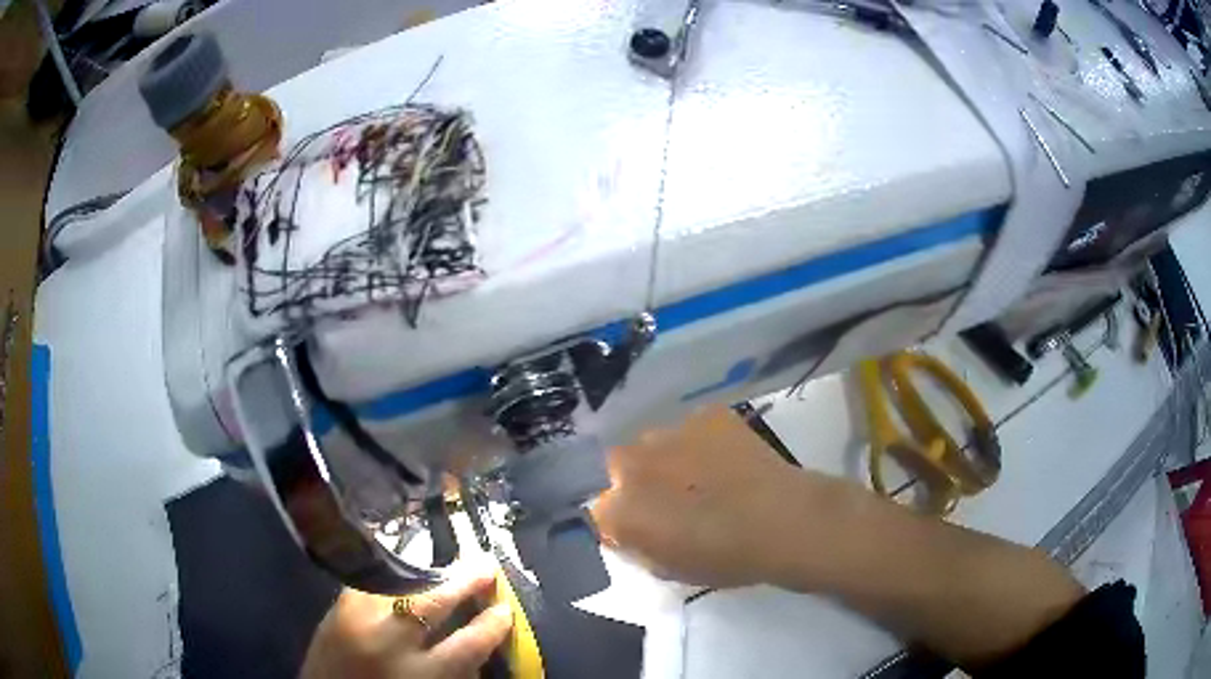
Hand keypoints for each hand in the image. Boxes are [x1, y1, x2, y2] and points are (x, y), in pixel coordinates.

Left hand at [299, 560, 512, 678]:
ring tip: (450, 562)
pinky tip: (406, 566)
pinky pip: (372, 582)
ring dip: (429, 571)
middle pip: (434, 603)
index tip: (505, 609)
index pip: (469, 644)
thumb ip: (453, 671)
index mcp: (421, 676)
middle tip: (486, 564)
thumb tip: (475, 638)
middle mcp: (390, 643)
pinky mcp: (337, 607)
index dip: (492, 625)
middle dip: (464, 581)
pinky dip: (394, 575)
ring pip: (400, 584)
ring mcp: (359, 619)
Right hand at [592, 405, 807, 588]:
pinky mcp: (706, 415)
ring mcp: (670, 432)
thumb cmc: (723, 558)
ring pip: (655, 444)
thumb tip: (621, 527)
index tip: (635, 524)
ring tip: (703, 477)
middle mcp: (632, 463)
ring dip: (667, 460)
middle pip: (619, 467)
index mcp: (617, 507)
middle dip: (636, 481)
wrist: (782, 521)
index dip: (616, 515)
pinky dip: (701, 442)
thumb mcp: (666, 568)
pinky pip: (692, 429)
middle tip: (670, 500)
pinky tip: (727, 460)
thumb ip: (632, 544)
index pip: (596, 505)